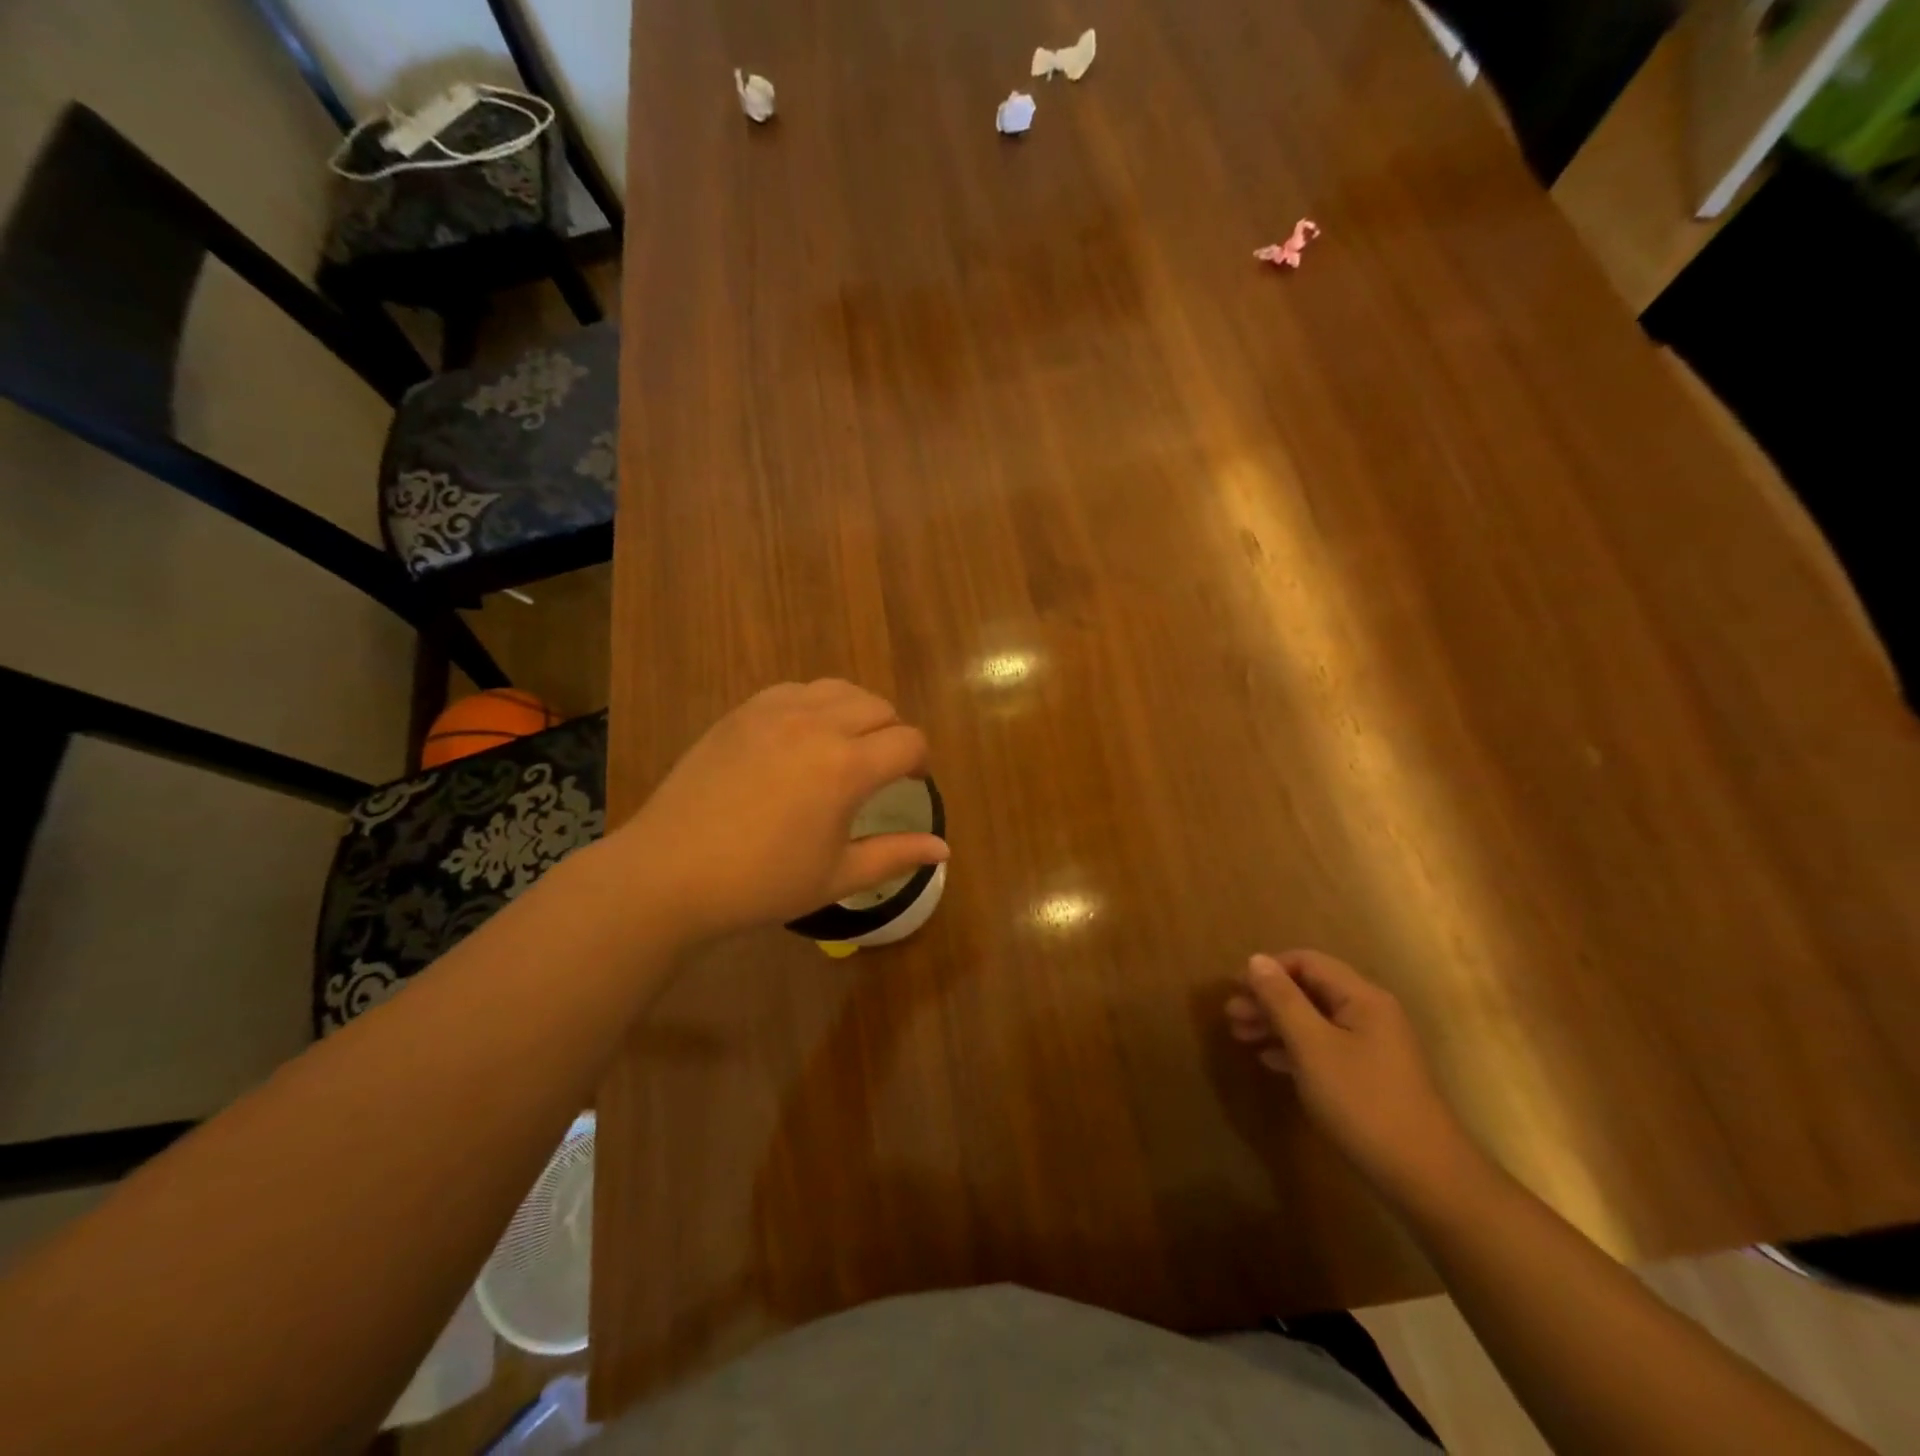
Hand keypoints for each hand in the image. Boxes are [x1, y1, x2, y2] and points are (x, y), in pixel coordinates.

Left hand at [609, 680, 949, 941]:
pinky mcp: (742, 712)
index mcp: (847, 767)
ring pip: (839, 689)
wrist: (670, 872)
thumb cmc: (762, 883)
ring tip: (847, 743)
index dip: (920, 762)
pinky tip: (802, 735)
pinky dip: (815, 704)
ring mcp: (775, 711)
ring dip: (857, 711)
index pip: (908, 742)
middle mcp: (817, 725)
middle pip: (879, 706)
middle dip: (893, 733)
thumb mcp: (836, 876)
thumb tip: (944, 848)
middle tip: (882, 767)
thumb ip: (895, 855)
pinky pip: (796, 689)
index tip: (913, 782)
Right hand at [1226, 950, 1482, 1208]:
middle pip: (1310, 990)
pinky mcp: (1370, 1076)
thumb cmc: (1363, 1102)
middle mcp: (1370, 1013)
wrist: (1426, 1177)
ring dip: (1276, 1024)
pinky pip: (1324, 1047)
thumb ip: (1282, 1000)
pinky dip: (1294, 1048)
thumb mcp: (1313, 1047)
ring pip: (1315, 1020)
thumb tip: (1255, 959)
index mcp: (1362, 998)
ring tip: (1240, 1036)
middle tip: (1230, 1016)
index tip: (1235, 989)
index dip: (1269, 970)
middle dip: (1268, 999)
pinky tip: (1270, 1061)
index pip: (1307, 962)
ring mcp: (1373, 1047)